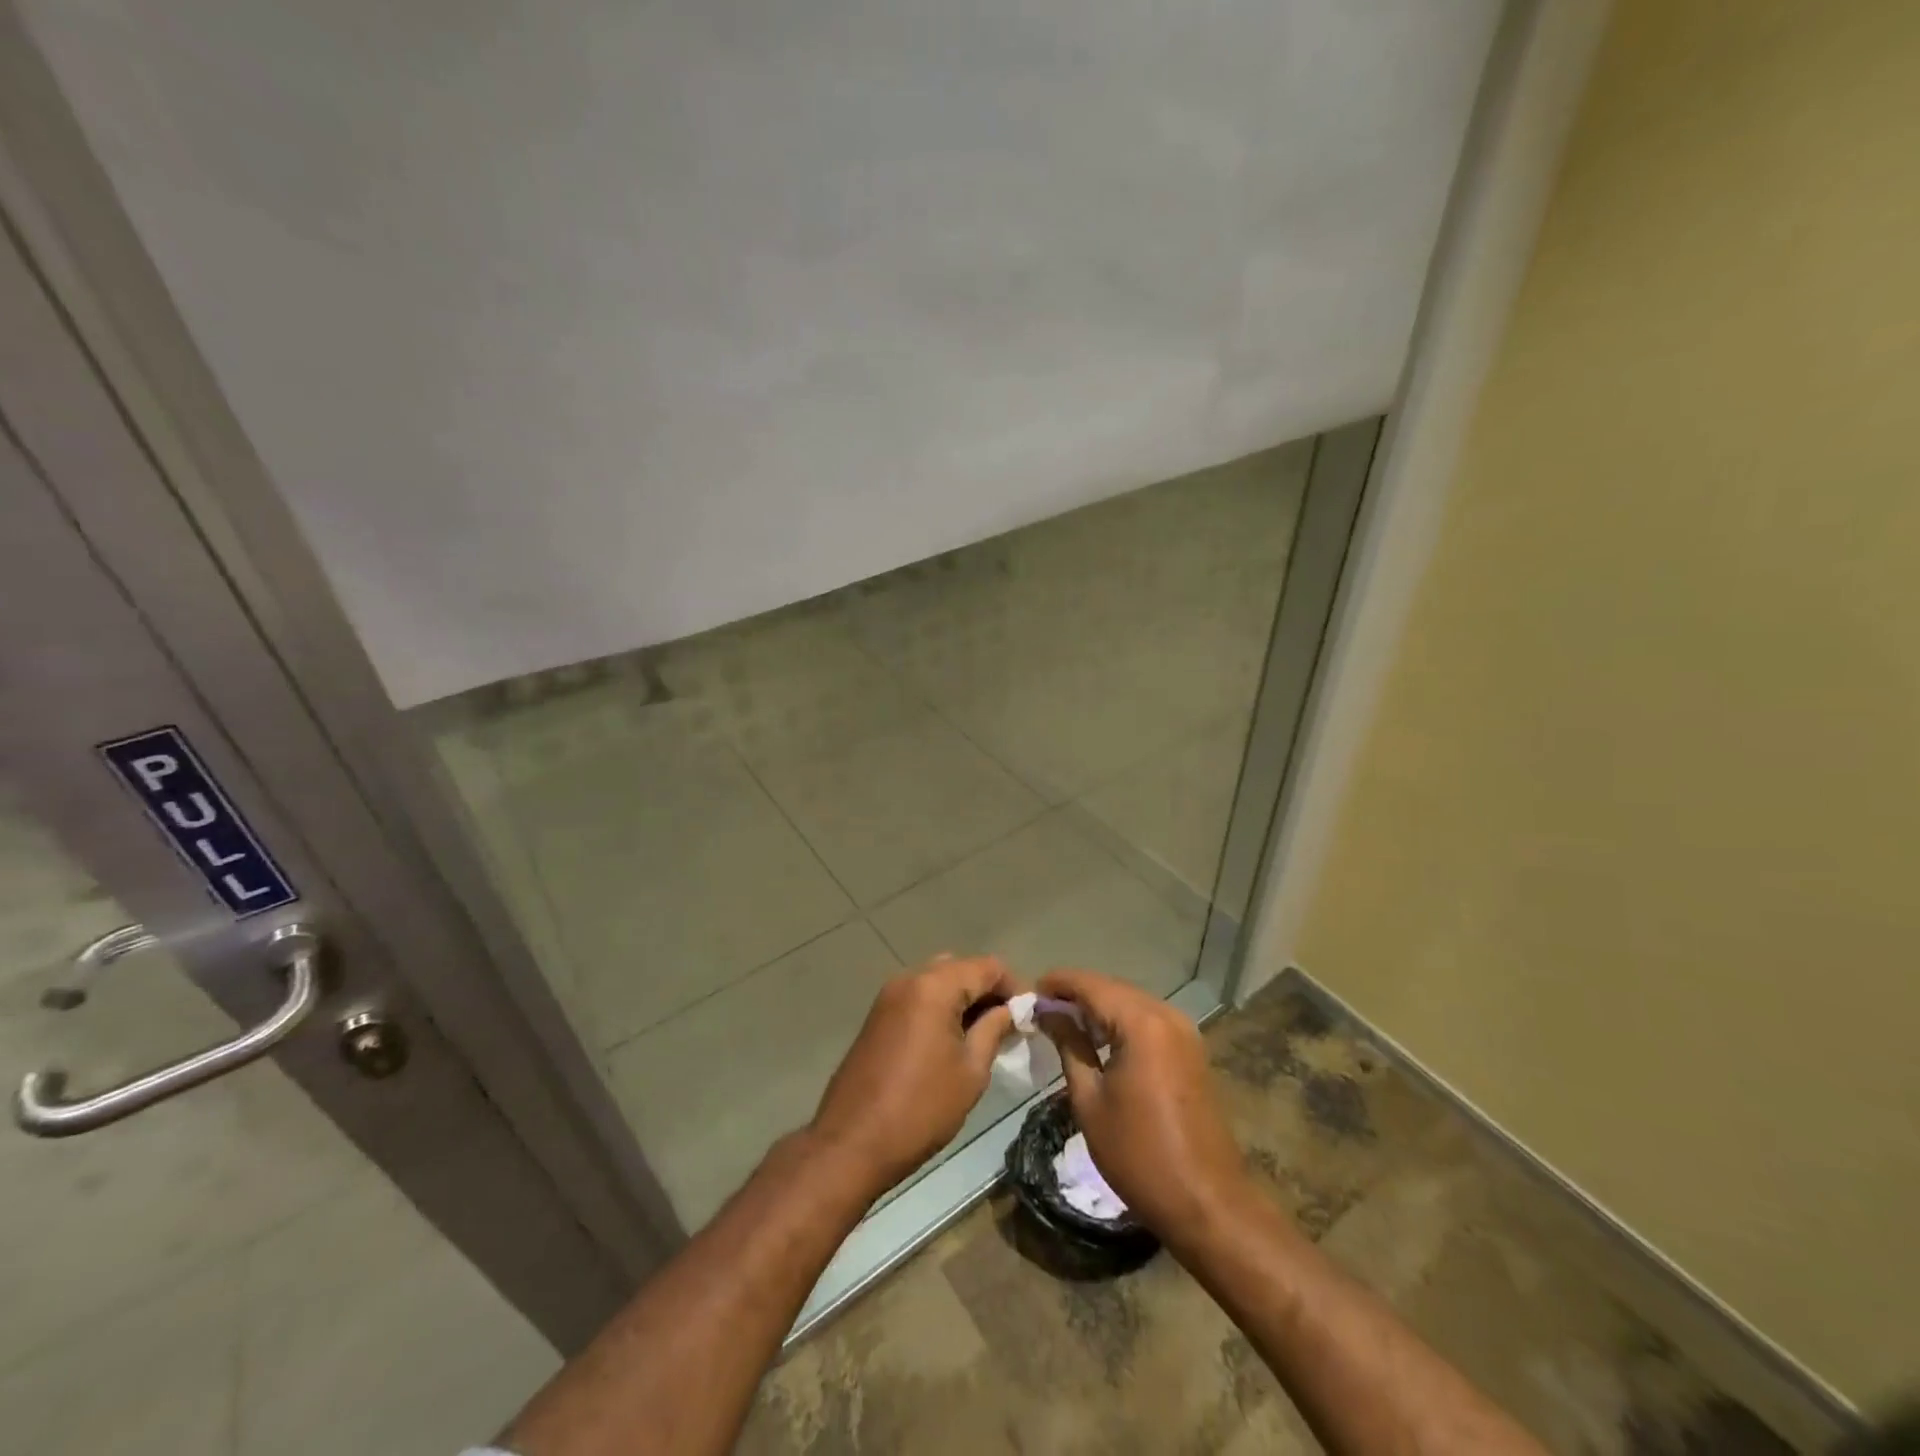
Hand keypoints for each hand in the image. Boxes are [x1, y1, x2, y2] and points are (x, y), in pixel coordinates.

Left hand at [810, 954, 1017, 1200]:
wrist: (851, 1142)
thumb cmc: (921, 1108)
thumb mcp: (971, 1072)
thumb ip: (993, 1030)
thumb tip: (1009, 1010)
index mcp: (935, 986)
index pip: (987, 966)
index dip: (1014, 986)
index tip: (1030, 1016)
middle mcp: (910, 979)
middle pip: (960, 968)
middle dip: (987, 990)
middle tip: (1008, 1025)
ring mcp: (889, 995)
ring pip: (937, 980)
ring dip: (963, 998)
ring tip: (983, 1034)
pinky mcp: (877, 1015)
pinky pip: (918, 996)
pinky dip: (940, 1007)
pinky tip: (952, 1039)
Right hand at [1038, 968, 1251, 1249]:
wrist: (1206, 1201)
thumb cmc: (1138, 1154)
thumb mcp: (1090, 1100)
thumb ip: (1069, 1045)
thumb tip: (1048, 1013)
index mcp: (1141, 1024)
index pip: (1091, 985)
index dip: (1058, 983)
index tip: (1030, 992)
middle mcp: (1166, 1015)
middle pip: (1113, 988)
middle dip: (1078, 993)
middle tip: (1043, 1009)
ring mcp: (1184, 1031)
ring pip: (1132, 1002)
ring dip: (1100, 1006)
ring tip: (1065, 1023)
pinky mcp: (1191, 1049)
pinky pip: (1149, 1020)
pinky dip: (1122, 1021)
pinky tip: (1100, 1039)